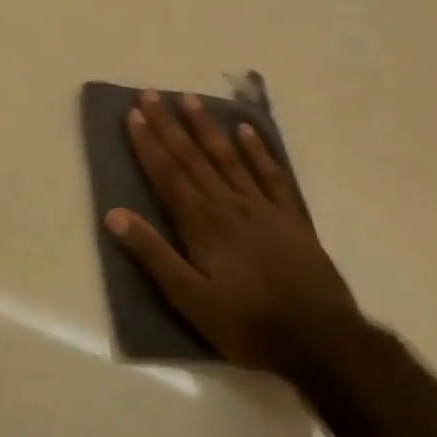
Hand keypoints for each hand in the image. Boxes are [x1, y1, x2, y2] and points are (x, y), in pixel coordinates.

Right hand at [104, 90, 361, 377]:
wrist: (323, 342)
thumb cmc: (247, 323)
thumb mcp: (189, 298)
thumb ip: (152, 254)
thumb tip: (113, 214)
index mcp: (202, 224)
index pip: (167, 174)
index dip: (147, 144)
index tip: (133, 114)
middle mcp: (230, 206)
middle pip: (193, 158)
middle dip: (168, 125)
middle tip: (151, 93)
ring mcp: (264, 209)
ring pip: (229, 158)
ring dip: (206, 128)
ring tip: (189, 99)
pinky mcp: (292, 219)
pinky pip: (273, 176)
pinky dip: (258, 151)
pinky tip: (246, 130)